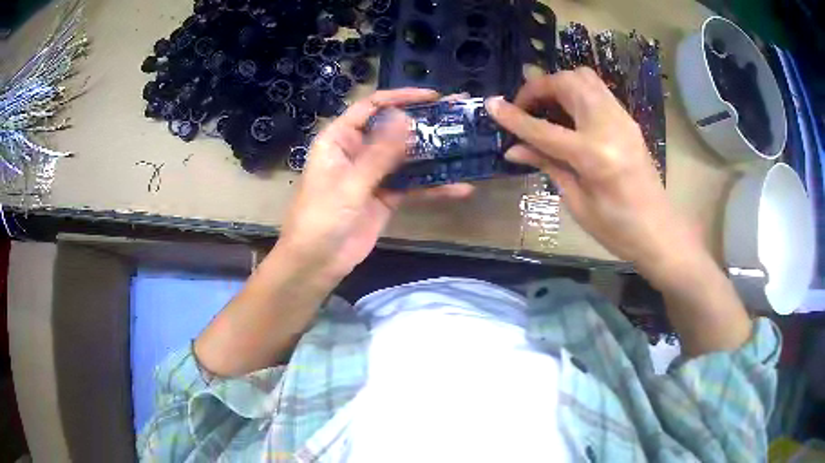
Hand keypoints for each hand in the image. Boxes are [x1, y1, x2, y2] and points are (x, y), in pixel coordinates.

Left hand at [277, 89, 473, 281]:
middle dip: (425, 124)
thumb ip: (379, 153)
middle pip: (394, 129)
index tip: (433, 97)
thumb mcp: (350, 183)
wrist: (316, 263)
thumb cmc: (321, 218)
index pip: (372, 107)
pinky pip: (412, 186)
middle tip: (458, 117)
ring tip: (466, 145)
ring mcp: (373, 175)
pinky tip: (460, 187)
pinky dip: (434, 187)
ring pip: (407, 157)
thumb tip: (405, 118)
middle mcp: (357, 151)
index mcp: (340, 139)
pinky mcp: (386, 197)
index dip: (401, 98)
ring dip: (434, 153)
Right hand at [487, 68, 703, 283]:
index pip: (544, 128)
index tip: (491, 105)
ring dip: (558, 84)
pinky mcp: (627, 119)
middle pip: (567, 83)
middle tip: (526, 109)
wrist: (659, 231)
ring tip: (546, 107)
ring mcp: (622, 119)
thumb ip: (547, 166)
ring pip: (584, 77)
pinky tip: (569, 114)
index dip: (514, 116)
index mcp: (594, 156)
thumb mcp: (577, 203)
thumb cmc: (617, 229)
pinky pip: (597, 89)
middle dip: (539, 88)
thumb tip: (513, 149)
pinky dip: (576, 91)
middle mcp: (609, 126)